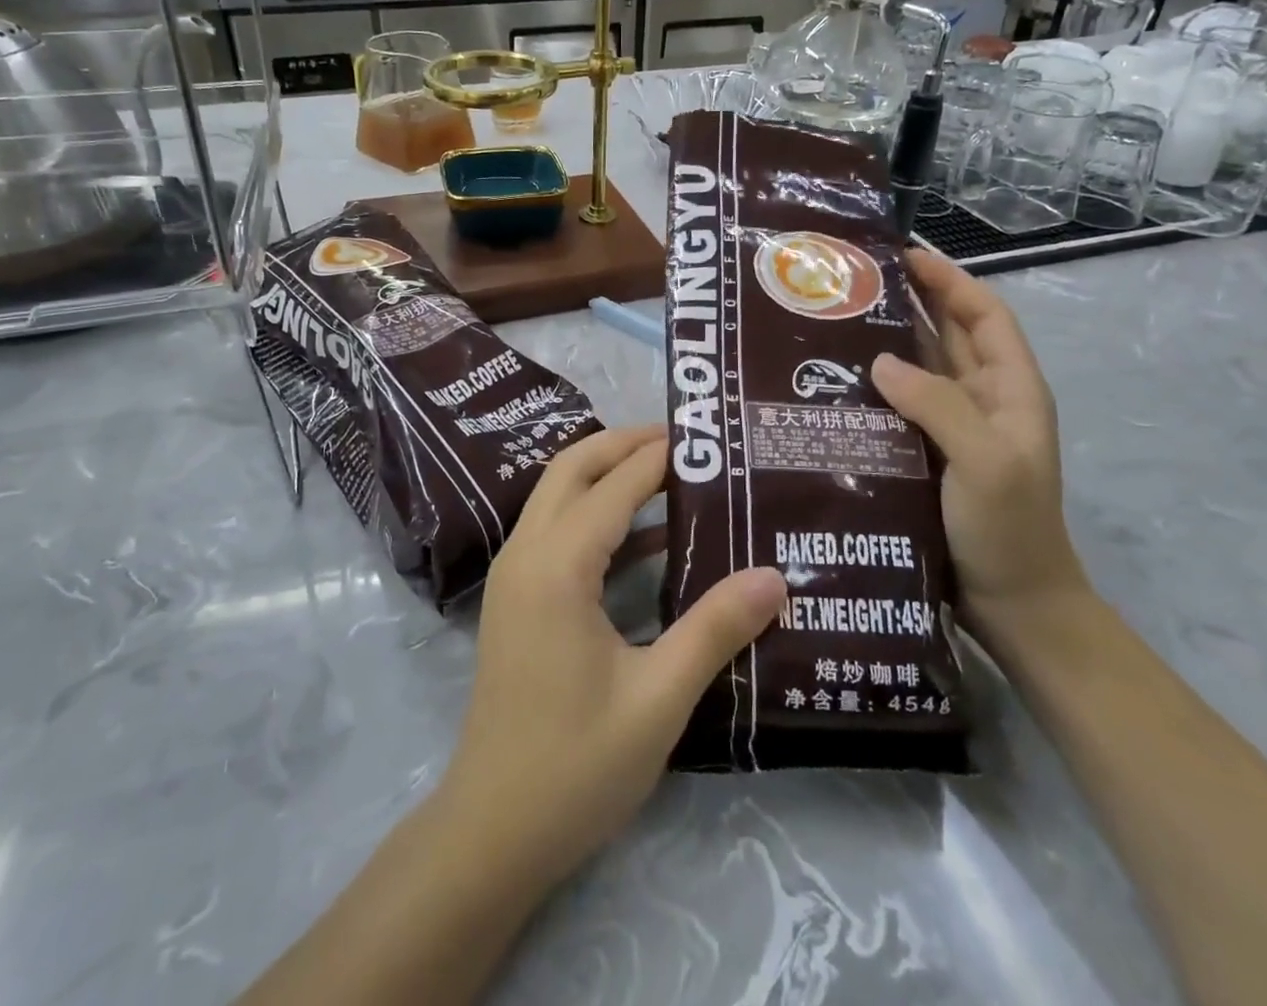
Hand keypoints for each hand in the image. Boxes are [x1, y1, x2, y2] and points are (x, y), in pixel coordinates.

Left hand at [442, 425, 786, 889]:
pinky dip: (595, 513)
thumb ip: (714, 629)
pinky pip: (555, 529)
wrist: (492, 831)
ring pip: (558, 494)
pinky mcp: (516, 598)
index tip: (708, 434)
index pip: (614, 485)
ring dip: (607, 472)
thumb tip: (774, 575)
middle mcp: (526, 553)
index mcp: (557, 566)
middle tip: (686, 440)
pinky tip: (647, 536)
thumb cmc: (576, 766)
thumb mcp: (658, 699)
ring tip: (672, 471)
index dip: (660, 455)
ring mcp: (514, 574)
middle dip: (624, 443)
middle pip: (572, 468)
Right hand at [870, 249, 1087, 631]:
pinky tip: (833, 384)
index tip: (904, 255)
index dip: (950, 280)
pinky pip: (897, 406)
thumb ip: (938, 404)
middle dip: (909, 302)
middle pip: (946, 335)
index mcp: (1010, 389)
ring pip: (917, 369)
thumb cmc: (1009, 526)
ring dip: (885, 343)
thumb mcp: (985, 460)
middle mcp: (981, 399)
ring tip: (832, 322)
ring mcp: (952, 427)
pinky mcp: (924, 452)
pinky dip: (871, 387)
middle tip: (852, 284)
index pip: (984, 315)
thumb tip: (879, 361)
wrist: (1012, 602)